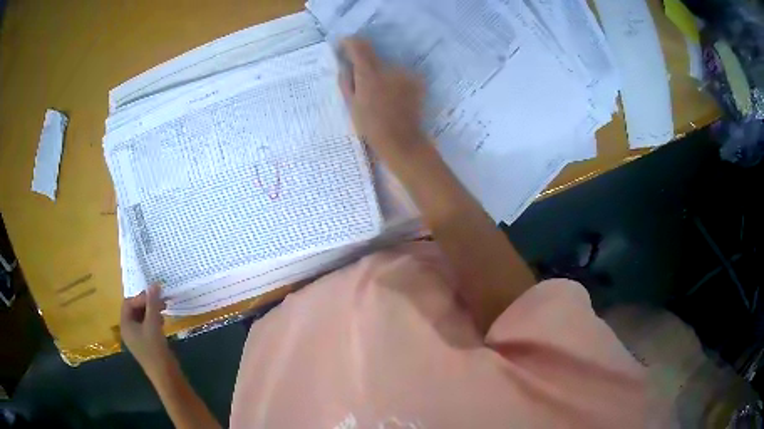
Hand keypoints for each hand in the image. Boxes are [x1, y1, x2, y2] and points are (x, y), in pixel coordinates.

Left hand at [121, 283, 171, 376]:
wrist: (166, 377)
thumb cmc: (155, 350)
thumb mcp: (154, 325)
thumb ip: (153, 304)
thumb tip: (154, 284)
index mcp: (125, 325)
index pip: (129, 303)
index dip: (141, 298)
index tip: (155, 297)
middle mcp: (128, 330)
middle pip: (134, 309)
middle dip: (147, 304)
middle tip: (161, 301)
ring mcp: (137, 338)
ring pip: (141, 318)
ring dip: (151, 311)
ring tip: (163, 311)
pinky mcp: (146, 344)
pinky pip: (147, 326)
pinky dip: (154, 320)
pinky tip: (163, 322)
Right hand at [339, 37, 426, 162]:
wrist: (401, 140)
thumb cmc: (371, 126)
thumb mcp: (350, 104)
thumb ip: (346, 80)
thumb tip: (344, 64)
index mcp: (368, 73)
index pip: (358, 45)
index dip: (349, 42)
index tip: (344, 45)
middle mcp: (388, 68)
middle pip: (374, 56)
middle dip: (366, 64)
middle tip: (362, 80)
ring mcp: (405, 73)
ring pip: (388, 66)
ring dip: (382, 74)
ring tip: (380, 93)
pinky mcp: (416, 81)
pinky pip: (401, 75)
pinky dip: (395, 81)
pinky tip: (393, 96)